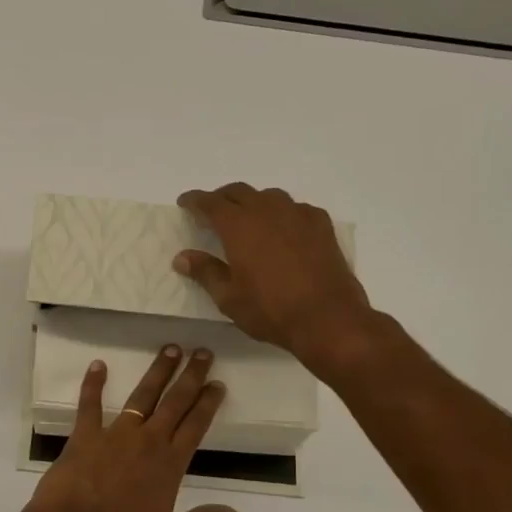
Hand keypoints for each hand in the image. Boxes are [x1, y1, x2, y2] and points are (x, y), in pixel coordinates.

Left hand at [25, 345, 239, 511]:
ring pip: (142, 395)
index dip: (208, 403)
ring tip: (170, 349)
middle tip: (202, 352)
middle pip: (175, 402)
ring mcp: (114, 435)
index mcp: (169, 466)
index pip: (196, 426)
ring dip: (157, 371)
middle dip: (191, 376)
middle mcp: (147, 442)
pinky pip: (89, 404)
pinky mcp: (84, 436)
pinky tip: (97, 365)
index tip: (217, 383)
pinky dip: (93, 383)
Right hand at [175, 183, 378, 376]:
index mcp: (238, 225)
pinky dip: (283, 213)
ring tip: (248, 219)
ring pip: (269, 196)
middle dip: (222, 198)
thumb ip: (205, 272)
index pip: (210, 203)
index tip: (184, 203)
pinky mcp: (321, 225)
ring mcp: (298, 215)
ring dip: (253, 202)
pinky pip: (296, 209)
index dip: (194, 200)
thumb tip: (182, 257)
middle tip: (212, 211)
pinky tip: (284, 229)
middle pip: (239, 192)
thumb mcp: (229, 298)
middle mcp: (267, 211)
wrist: (328, 318)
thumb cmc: (271, 310)